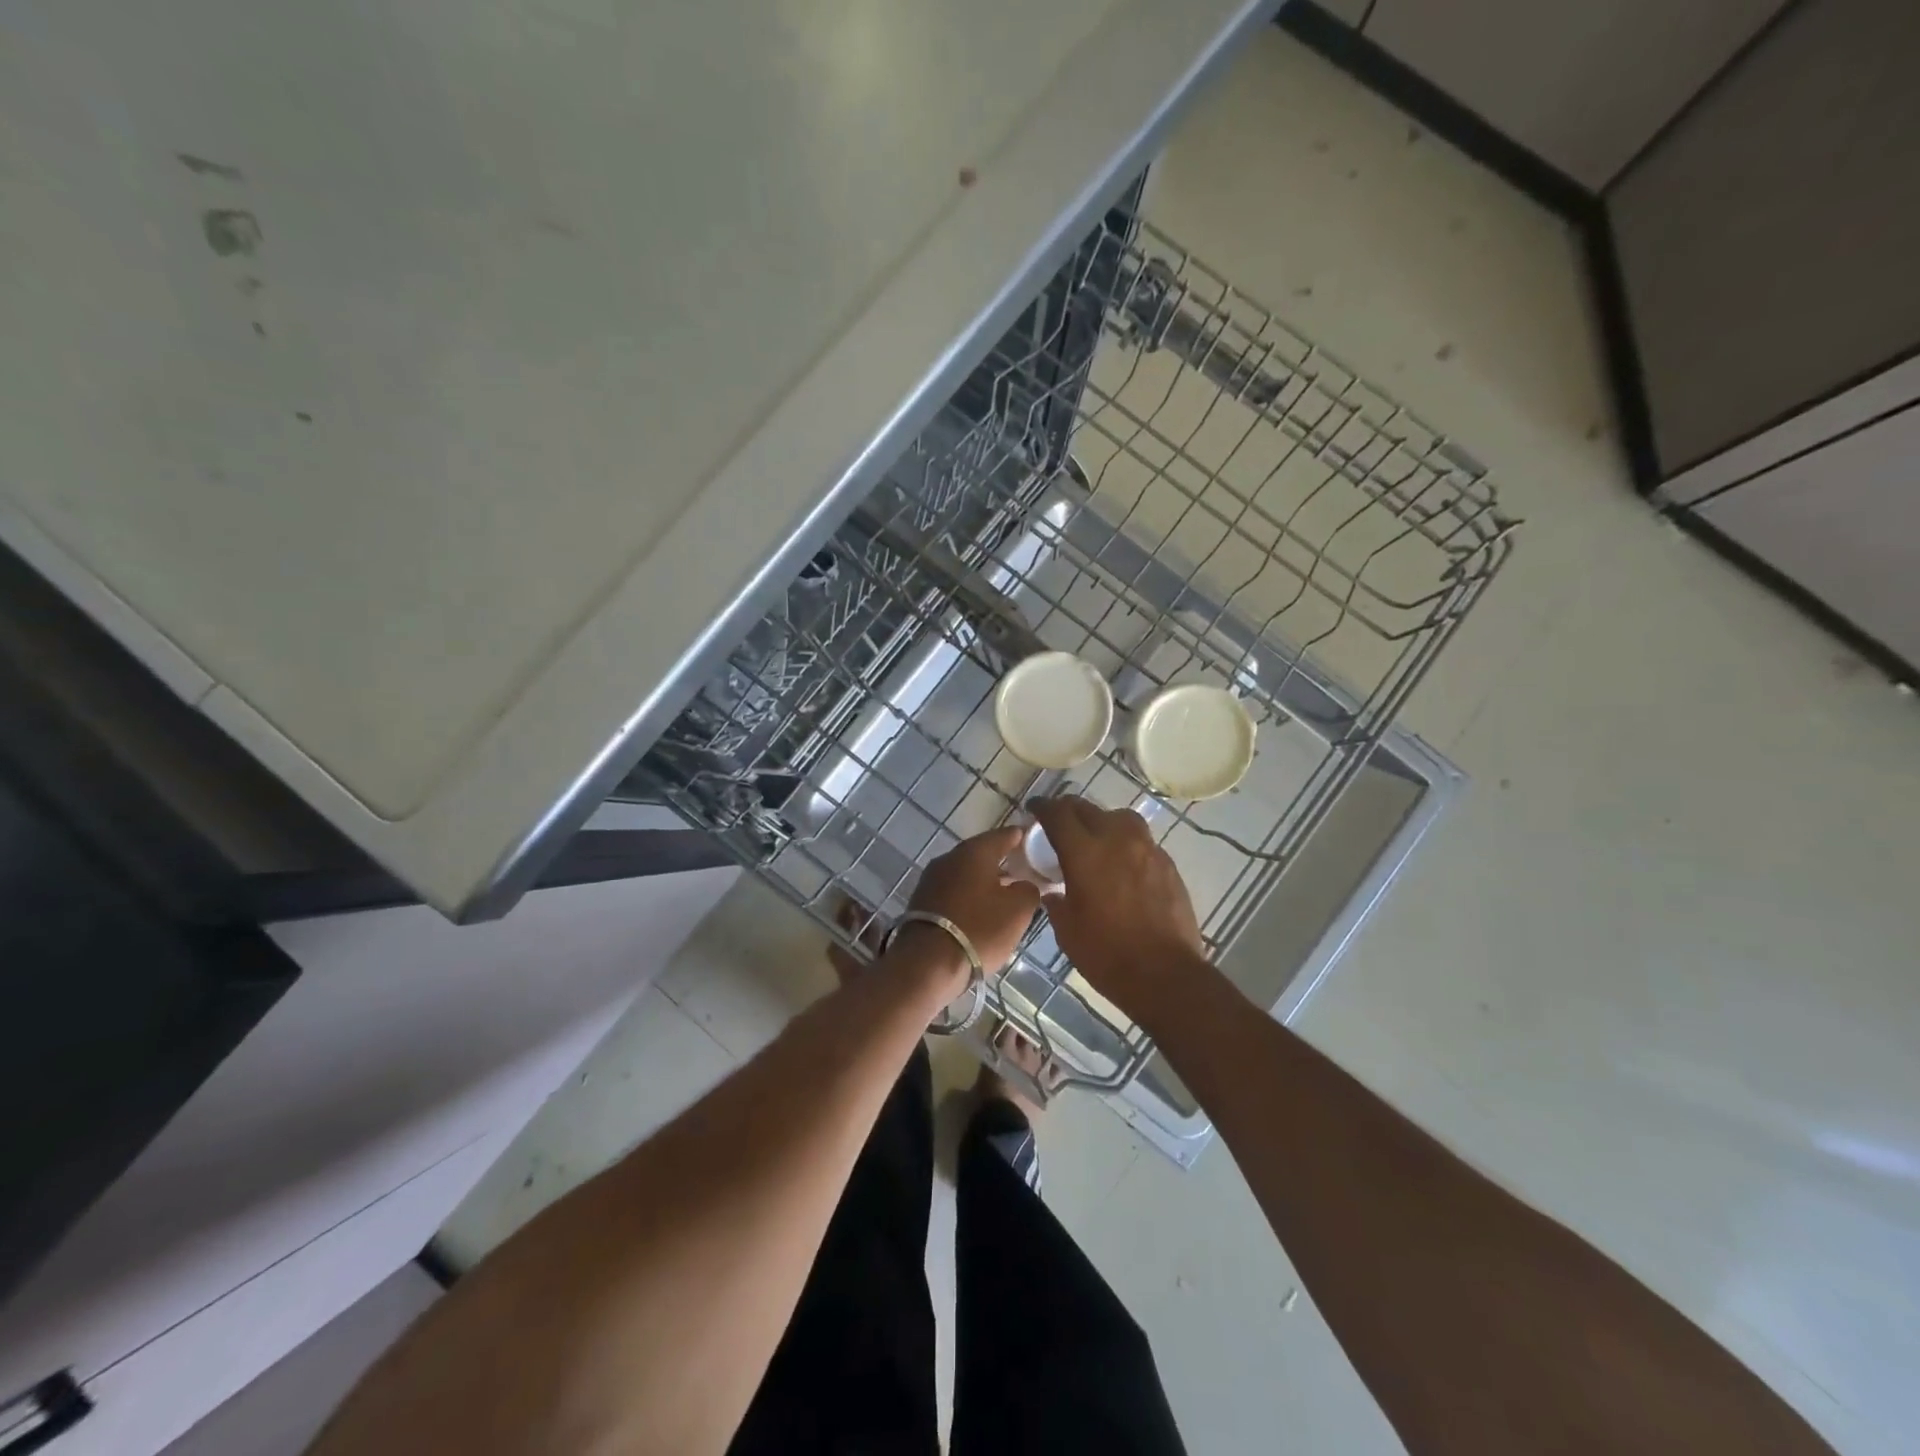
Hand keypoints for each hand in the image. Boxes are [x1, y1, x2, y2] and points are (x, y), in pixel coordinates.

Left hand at [904, 826, 1041, 977]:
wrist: (927, 964)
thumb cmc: (979, 929)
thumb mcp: (1018, 910)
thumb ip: (1029, 890)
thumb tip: (1024, 885)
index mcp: (974, 851)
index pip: (1005, 835)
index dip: (1023, 838)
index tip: (1036, 843)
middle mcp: (949, 857)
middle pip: (982, 853)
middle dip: (1003, 861)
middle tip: (1024, 872)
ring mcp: (931, 879)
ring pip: (966, 873)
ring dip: (984, 881)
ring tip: (1005, 896)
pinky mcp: (921, 901)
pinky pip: (953, 891)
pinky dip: (968, 897)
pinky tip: (980, 912)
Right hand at [1029, 796, 1204, 1028]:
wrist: (1165, 975)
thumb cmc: (1107, 955)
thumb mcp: (1067, 931)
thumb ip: (1057, 903)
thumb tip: (1055, 892)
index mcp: (1085, 853)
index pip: (1058, 814)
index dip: (1043, 807)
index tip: (1034, 809)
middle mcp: (1117, 840)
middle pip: (1088, 809)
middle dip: (1069, 811)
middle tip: (1059, 822)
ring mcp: (1147, 850)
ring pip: (1120, 817)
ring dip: (1102, 821)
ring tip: (1096, 839)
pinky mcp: (1168, 864)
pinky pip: (1142, 841)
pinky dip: (1126, 844)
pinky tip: (1123, 865)